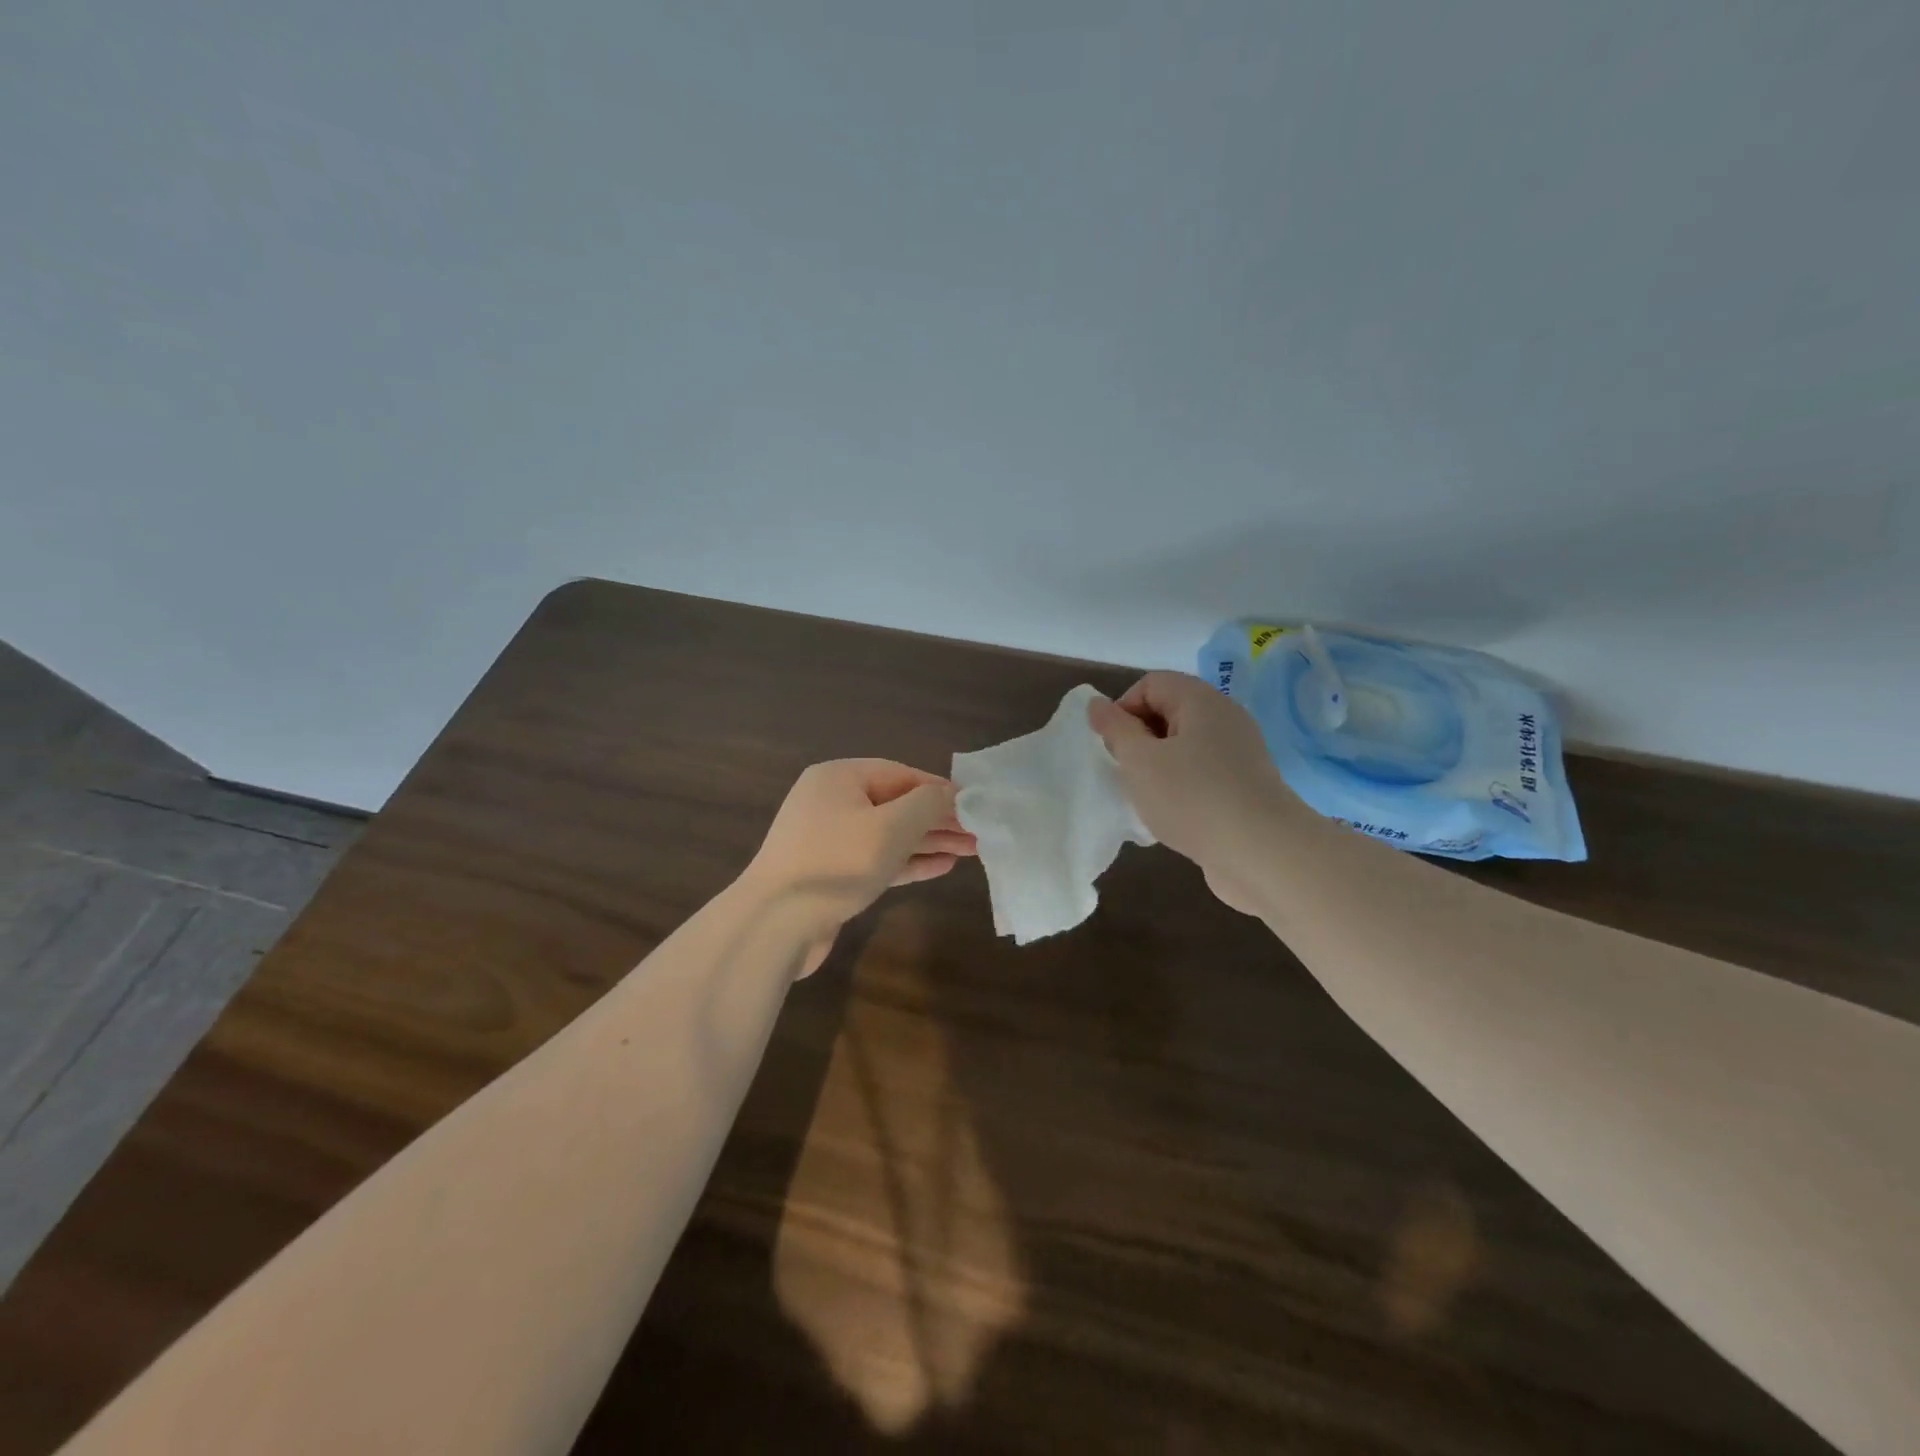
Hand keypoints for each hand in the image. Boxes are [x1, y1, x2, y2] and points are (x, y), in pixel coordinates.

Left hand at [741, 760, 976, 974]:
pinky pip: (875, 859)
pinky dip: (906, 862)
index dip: (939, 789)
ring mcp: (828, 840)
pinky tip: (940, 868)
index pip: (900, 773)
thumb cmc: (837, 862)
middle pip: (896, 804)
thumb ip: (927, 805)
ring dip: (927, 842)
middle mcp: (831, 802)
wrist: (775, 923)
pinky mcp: (830, 874)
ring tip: (970, 851)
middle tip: (978, 833)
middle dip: (937, 819)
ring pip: (888, 834)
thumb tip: (950, 794)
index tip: (974, 805)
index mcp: (839, 778)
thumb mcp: (891, 827)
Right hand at [1088, 672, 1297, 915]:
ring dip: (1158, 766)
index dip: (1123, 709)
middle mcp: (1224, 718)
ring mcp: (1239, 753)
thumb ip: (1115, 729)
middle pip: (1169, 712)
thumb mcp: (1140, 761)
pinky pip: (1202, 773)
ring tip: (1147, 797)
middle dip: (1139, 739)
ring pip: (1184, 746)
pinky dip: (1181, 786)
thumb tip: (1096, 704)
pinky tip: (1173, 814)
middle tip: (1126, 773)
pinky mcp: (1245, 785)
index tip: (1113, 747)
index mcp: (1200, 700)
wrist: (1262, 853)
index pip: (1150, 683)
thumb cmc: (1192, 798)